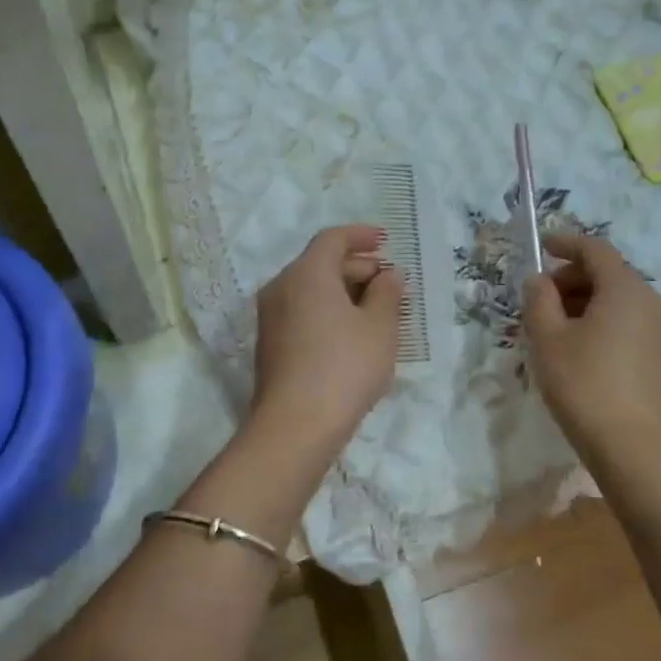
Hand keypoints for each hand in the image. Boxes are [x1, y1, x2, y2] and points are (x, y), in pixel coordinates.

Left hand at [250, 226, 403, 450]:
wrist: (295, 425)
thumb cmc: (345, 367)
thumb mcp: (380, 327)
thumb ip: (387, 292)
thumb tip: (389, 274)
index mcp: (307, 273)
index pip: (333, 239)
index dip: (361, 236)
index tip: (385, 241)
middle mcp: (282, 287)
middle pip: (321, 264)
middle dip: (358, 268)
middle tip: (391, 284)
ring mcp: (271, 317)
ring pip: (311, 290)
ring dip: (344, 292)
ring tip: (378, 310)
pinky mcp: (270, 344)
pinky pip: (302, 312)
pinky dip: (328, 311)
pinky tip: (352, 334)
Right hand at [522, 234, 660, 460]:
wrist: (631, 446)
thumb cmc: (583, 384)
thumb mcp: (547, 338)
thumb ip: (539, 299)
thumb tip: (539, 280)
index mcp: (626, 289)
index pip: (596, 250)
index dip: (566, 243)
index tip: (541, 246)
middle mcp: (652, 301)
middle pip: (609, 274)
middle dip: (571, 278)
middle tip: (539, 299)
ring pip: (618, 299)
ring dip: (585, 301)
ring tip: (553, 327)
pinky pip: (628, 321)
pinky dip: (602, 320)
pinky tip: (578, 346)